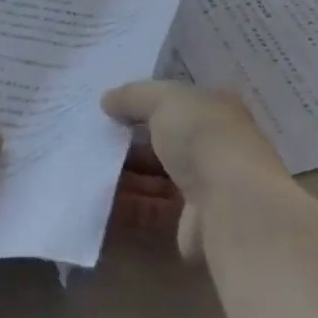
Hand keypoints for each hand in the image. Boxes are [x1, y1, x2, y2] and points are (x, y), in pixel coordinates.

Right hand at [102, 81, 287, 260]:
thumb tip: (107, 99)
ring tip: (88, 167)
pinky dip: (128, 204)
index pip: (177, 103)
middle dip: (131, 140)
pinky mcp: (191, 222)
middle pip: (166, 141)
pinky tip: (98, 198)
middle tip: (92, 139)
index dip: (145, 103)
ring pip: (158, 176)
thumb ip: (134, 96)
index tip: (110, 108)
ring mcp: (206, 185)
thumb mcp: (165, 99)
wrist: (230, 202)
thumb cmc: (201, 136)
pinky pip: (152, 209)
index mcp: (216, 109)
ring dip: (126, 173)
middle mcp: (214, 146)